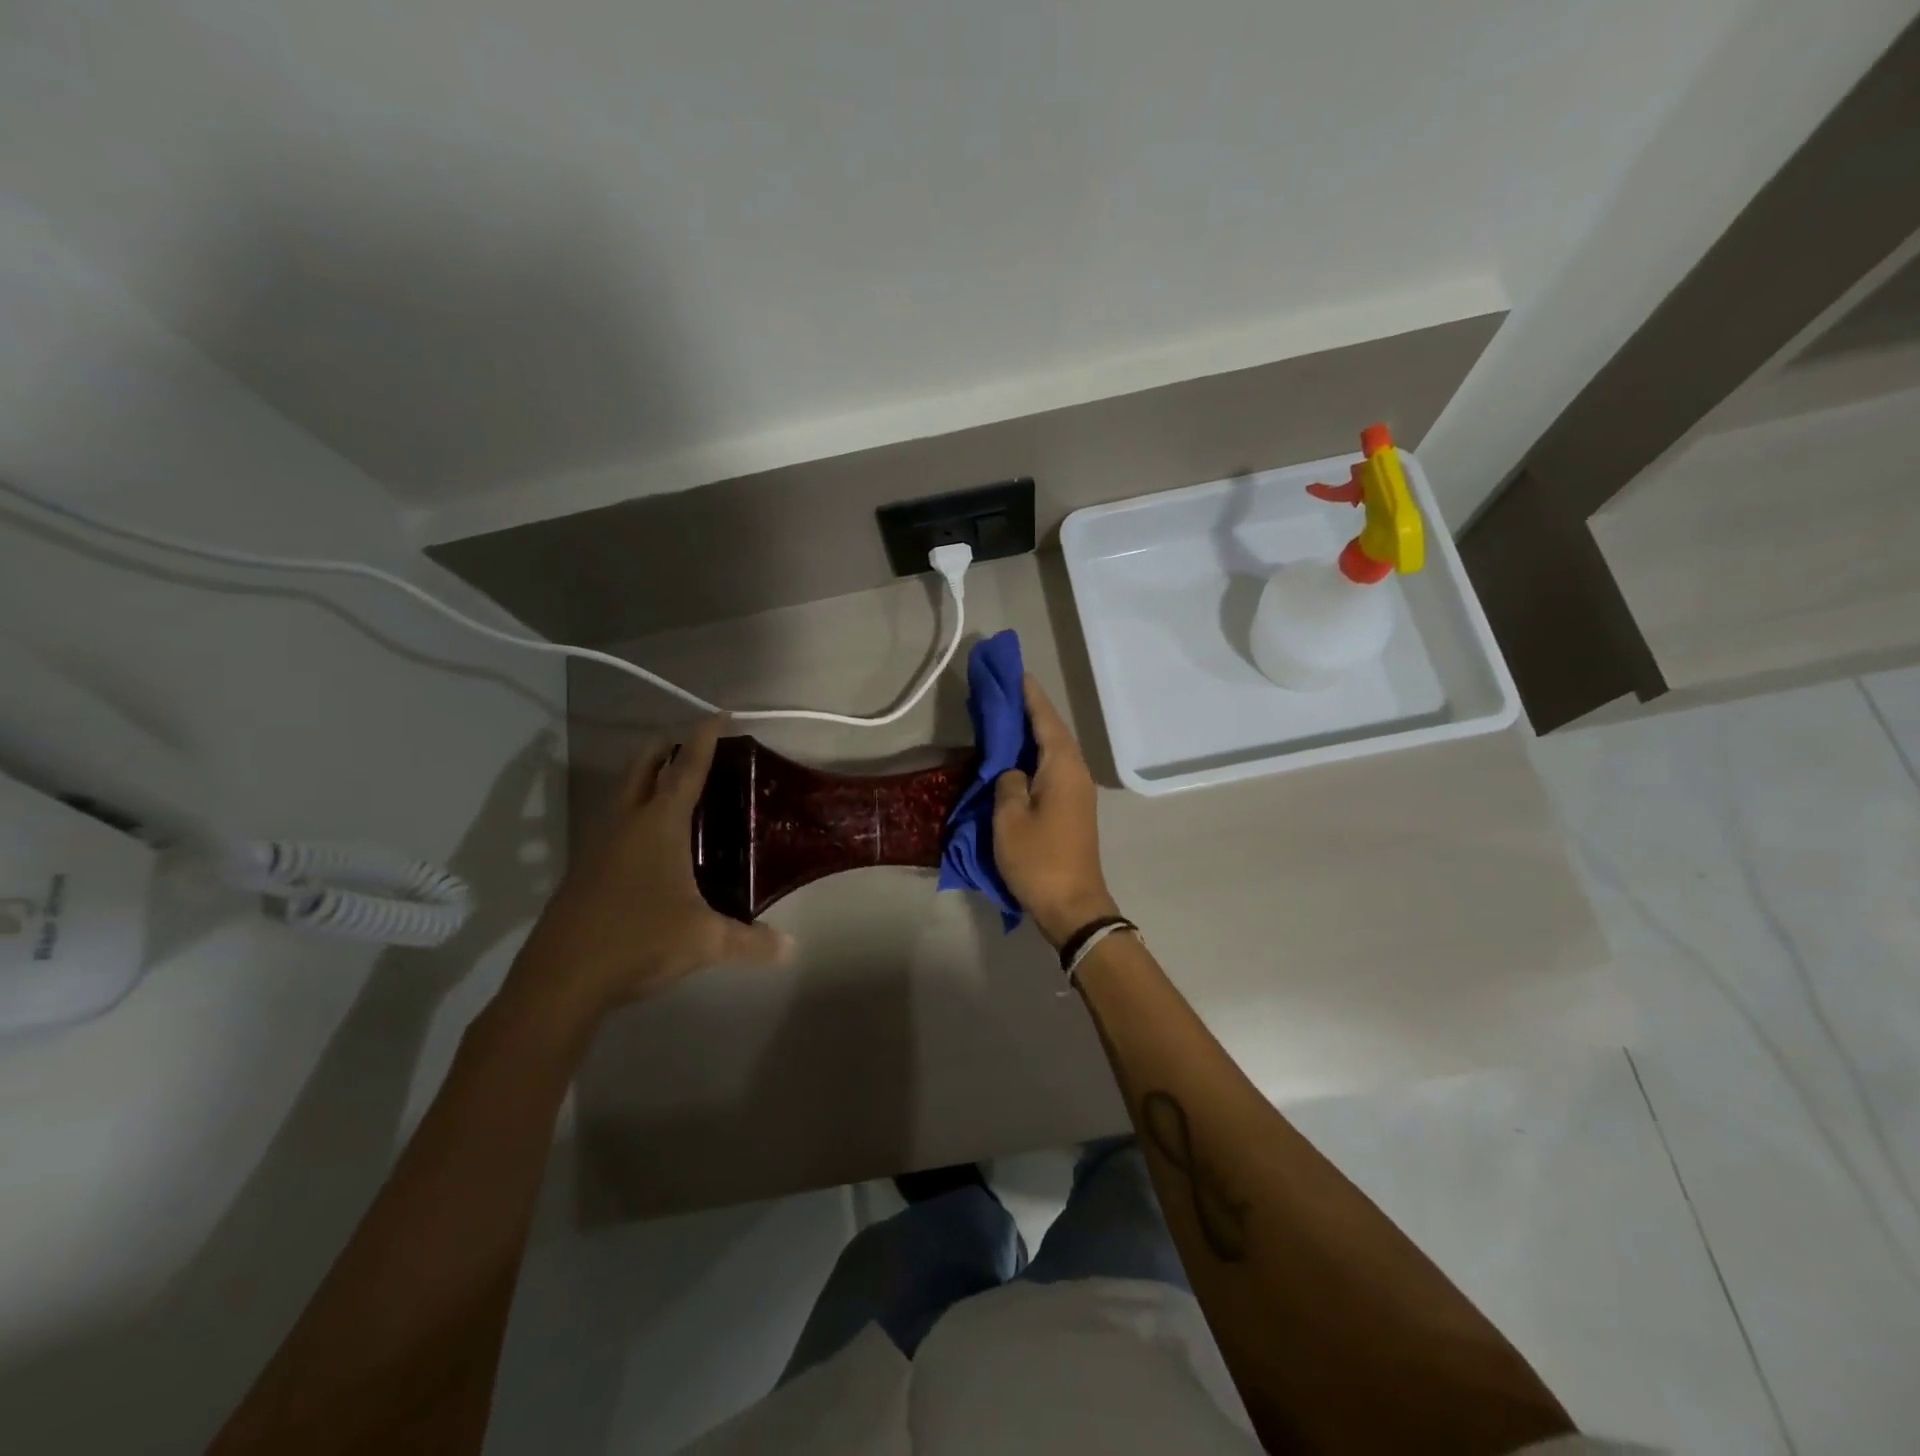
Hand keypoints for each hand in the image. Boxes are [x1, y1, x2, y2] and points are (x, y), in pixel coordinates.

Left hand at [503, 716, 789, 1027]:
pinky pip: (613, 821)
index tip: (720, 715)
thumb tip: (791, 948)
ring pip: (622, 791)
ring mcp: (598, 843)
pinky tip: (651, 841)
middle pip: (643, 765)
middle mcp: (625, 823)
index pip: (686, 768)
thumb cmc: (638, 940)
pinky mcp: (584, 868)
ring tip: (675, 787)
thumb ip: (751, 941)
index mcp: (658, 825)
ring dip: (646, 777)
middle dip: (667, 746)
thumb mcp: (704, 941)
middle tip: (693, 746)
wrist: (561, 978)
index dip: (705, 738)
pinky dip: (634, 811)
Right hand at [992, 676, 1121, 947]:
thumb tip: (1012, 771)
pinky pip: (1053, 769)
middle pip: (1053, 732)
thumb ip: (1008, 783)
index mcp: (1063, 767)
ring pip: (1054, 751)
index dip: (1030, 696)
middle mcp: (1076, 772)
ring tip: (1007, 718)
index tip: (1015, 672)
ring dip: (1033, 733)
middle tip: (1004, 692)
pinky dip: (1035, 756)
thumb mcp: (1009, 819)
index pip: (1045, 720)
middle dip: (1030, 711)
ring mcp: (1078, 791)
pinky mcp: (1073, 808)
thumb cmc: (1039, 859)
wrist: (1073, 905)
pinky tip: (1017, 757)